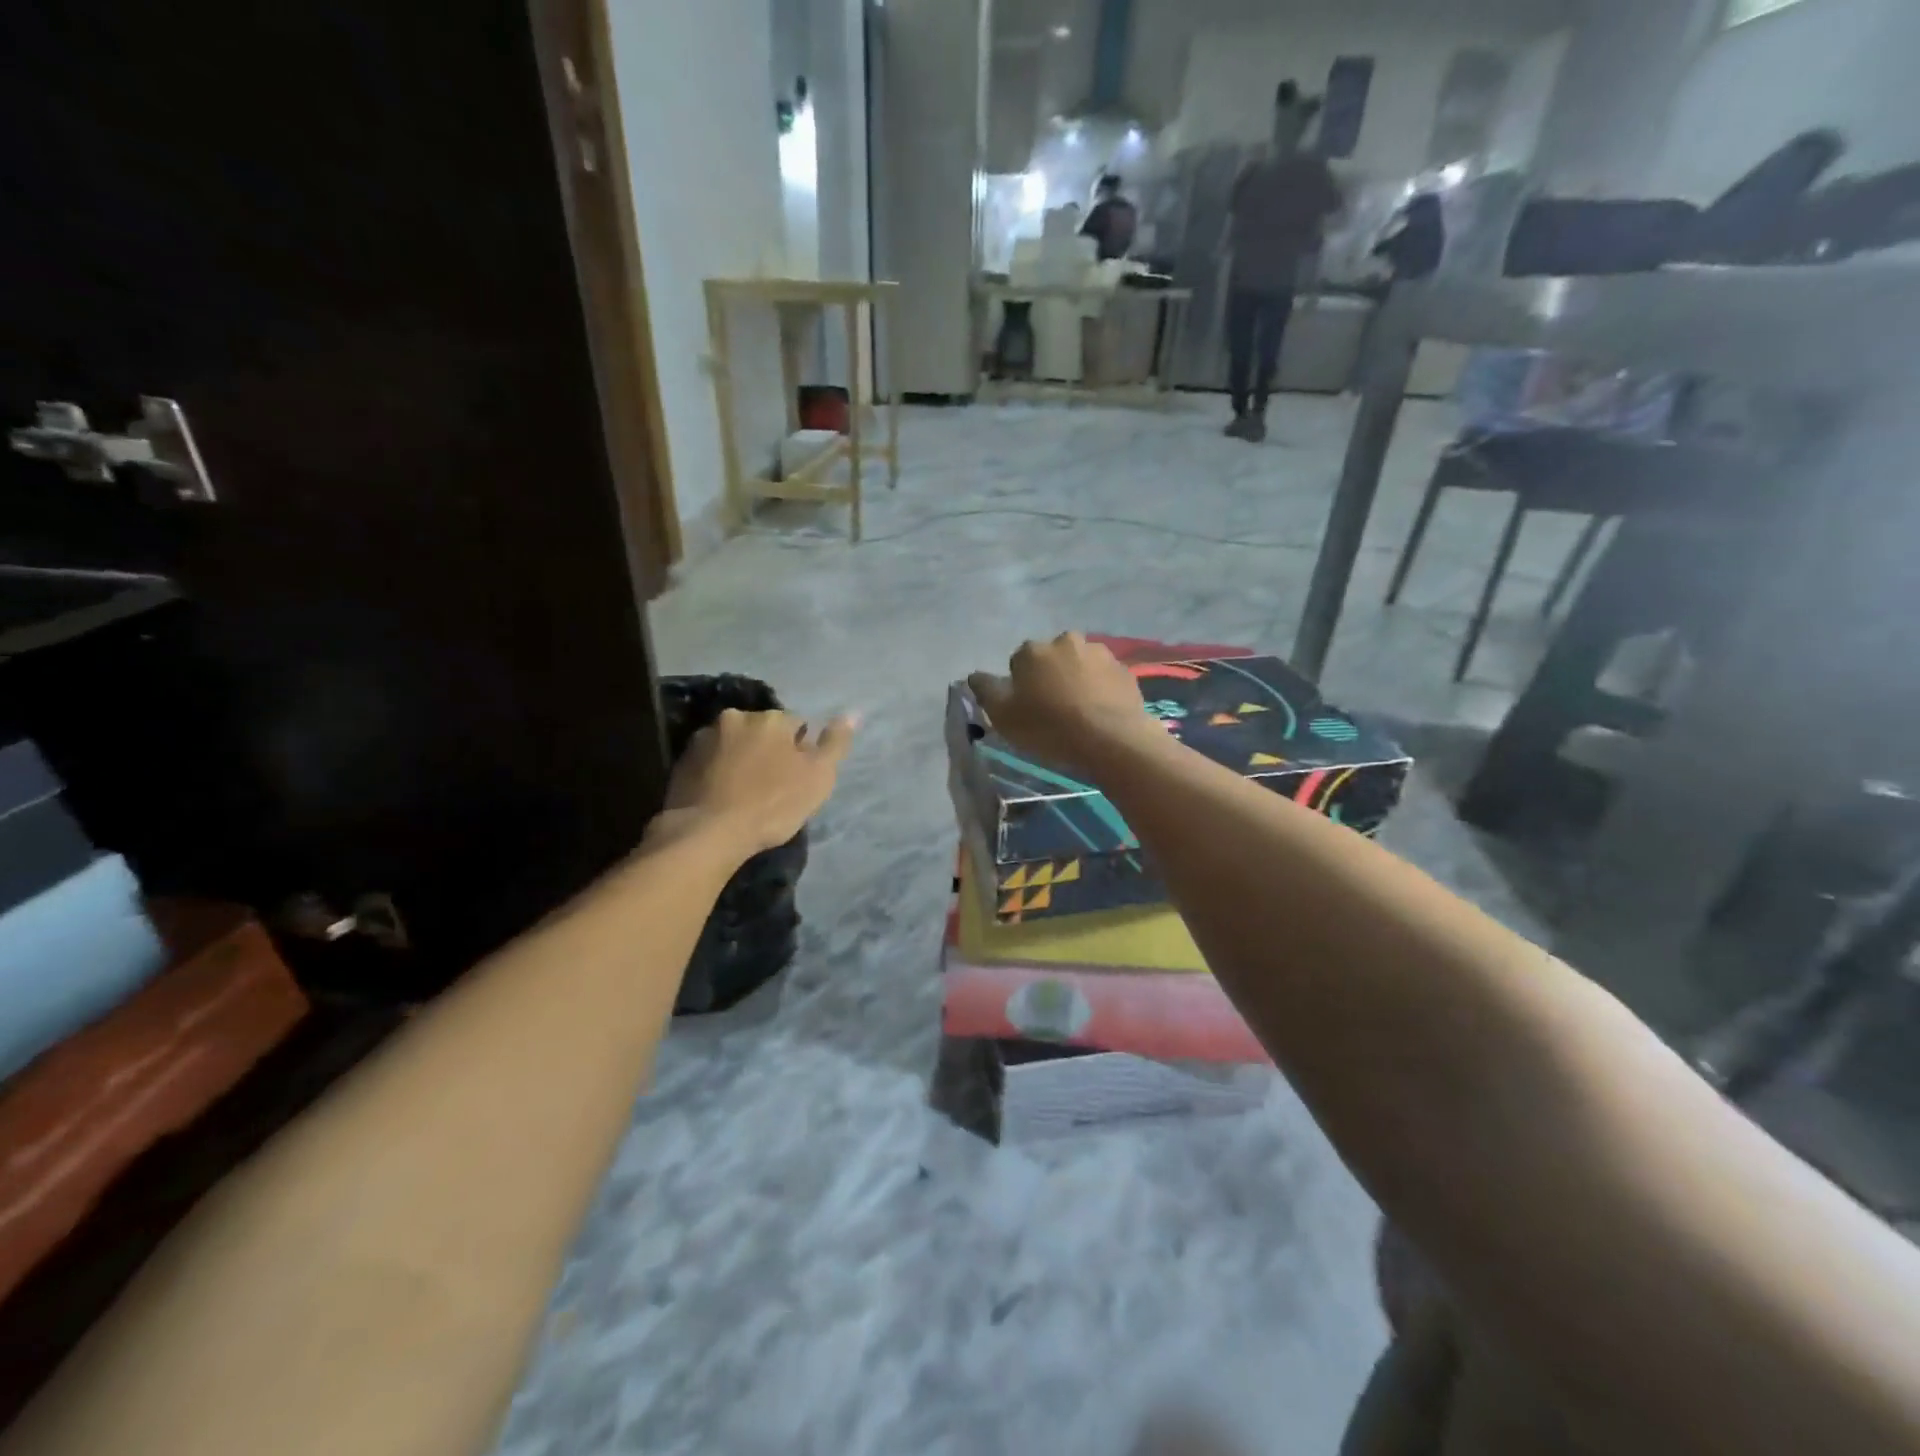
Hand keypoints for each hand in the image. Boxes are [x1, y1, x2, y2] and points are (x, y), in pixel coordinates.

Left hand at [660, 709, 856, 856]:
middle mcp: (737, 717)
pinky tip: (723, 796)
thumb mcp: (818, 777)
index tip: (797, 777)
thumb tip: (853, 713)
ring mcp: (705, 737)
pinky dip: (718, 771)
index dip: (801, 751)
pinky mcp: (682, 760)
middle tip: (772, 786)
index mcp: (772, 718)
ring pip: (735, 743)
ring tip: (744, 793)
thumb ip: (835, 743)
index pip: (797, 725)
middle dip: (769, 749)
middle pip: (763, 730)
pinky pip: (710, 760)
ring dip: (742, 758)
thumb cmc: (772, 805)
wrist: (707, 833)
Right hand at [966, 633, 1160, 774]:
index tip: (1027, 708)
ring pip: (1080, 665)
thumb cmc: (1049, 727)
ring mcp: (1100, 653)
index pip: (1018, 662)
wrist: (1111, 739)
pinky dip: (1100, 690)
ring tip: (1080, 712)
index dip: (1021, 686)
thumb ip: (985, 690)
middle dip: (1050, 676)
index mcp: (1033, 650)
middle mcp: (1066, 641)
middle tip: (1054, 709)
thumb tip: (973, 675)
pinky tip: (1100, 713)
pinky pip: (1105, 678)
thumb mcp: (1003, 715)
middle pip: (1051, 659)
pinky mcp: (1125, 670)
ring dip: (1077, 680)